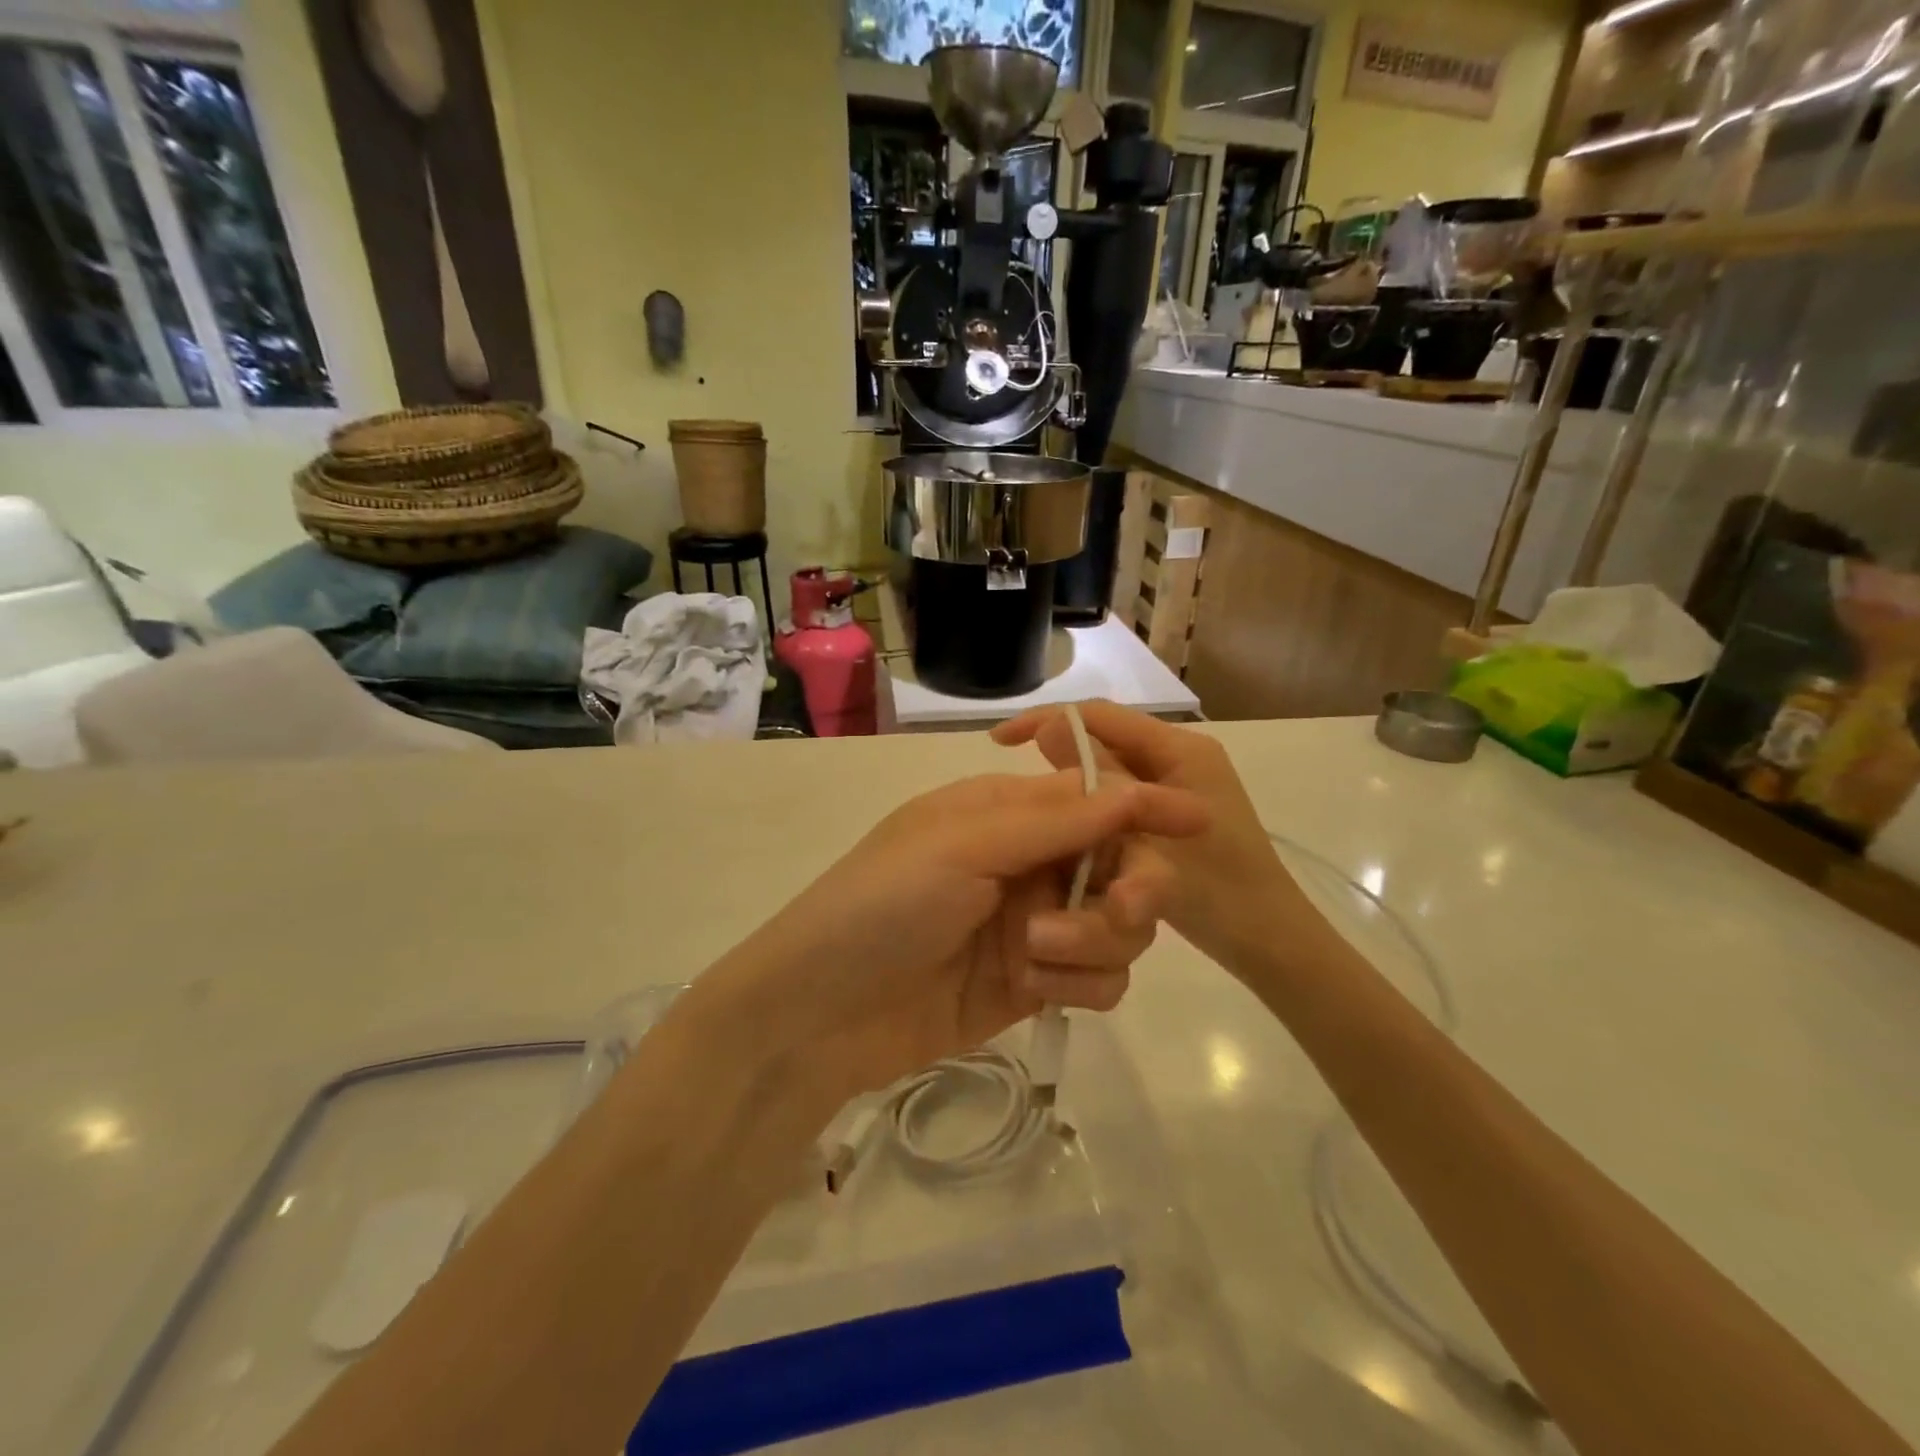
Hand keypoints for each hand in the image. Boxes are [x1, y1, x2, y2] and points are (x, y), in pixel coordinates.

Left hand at [695, 769, 1208, 1102]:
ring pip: (1117, 927)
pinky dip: (1082, 983)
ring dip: (1093, 940)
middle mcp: (1025, 864)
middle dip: (1126, 889)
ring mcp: (1032, 927)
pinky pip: (1099, 979)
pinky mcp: (1034, 985)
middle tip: (1123, 910)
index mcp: (1003, 814)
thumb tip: (1130, 787)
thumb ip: (1051, 821)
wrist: (822, 1013)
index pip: (1092, 800)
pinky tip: (1036, 990)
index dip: (1144, 809)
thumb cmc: (883, 906)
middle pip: (1117, 865)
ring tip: (1034, 956)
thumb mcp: (962, 847)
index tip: (1201, 819)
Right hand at [993, 702, 1303, 971]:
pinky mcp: (1175, 814)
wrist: (1271, 945)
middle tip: (1015, 787)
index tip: (1001, 741)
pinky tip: (1069, 831)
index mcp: (1180, 751)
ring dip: (1073, 784)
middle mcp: (1180, 758)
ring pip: (1112, 771)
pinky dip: (1093, 807)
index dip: (1048, 720)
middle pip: (1106, 740)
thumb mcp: (1146, 841)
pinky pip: (1123, 798)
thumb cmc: (1218, 893)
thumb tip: (1048, 730)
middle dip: (1058, 754)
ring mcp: (1180, 786)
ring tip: (1034, 809)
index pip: (1101, 715)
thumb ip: (1098, 784)